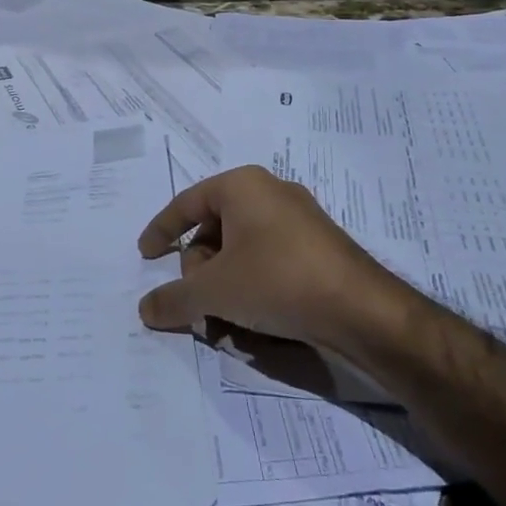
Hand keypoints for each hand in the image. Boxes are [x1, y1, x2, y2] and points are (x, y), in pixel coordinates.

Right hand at [136, 166, 406, 350]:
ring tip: (227, 320)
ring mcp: (298, 218)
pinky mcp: (318, 246)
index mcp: (242, 185)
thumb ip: (174, 298)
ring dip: (225, 283)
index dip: (162, 230)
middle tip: (200, 303)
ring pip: (242, 248)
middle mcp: (270, 192)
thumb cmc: (277, 280)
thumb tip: (145, 309)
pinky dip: (252, 284)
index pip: (187, 203)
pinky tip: (255, 319)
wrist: (361, 308)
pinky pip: (269, 258)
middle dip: (200, 269)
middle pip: (215, 228)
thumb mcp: (215, 292)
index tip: (146, 255)